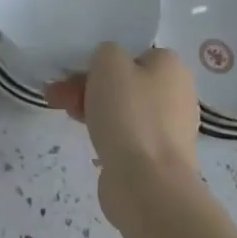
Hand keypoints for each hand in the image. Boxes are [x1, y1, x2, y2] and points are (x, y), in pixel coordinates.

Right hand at [47, 44, 200, 228]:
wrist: (147, 184)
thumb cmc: (129, 113)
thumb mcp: (108, 61)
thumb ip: (106, 52)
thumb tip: (108, 70)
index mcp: (173, 67)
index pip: (133, 54)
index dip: (102, 62)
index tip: (77, 72)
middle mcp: (178, 96)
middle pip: (125, 83)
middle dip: (88, 86)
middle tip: (58, 95)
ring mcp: (170, 131)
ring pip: (123, 110)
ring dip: (92, 109)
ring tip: (65, 114)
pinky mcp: (158, 160)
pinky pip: (127, 138)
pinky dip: (107, 136)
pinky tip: (89, 141)